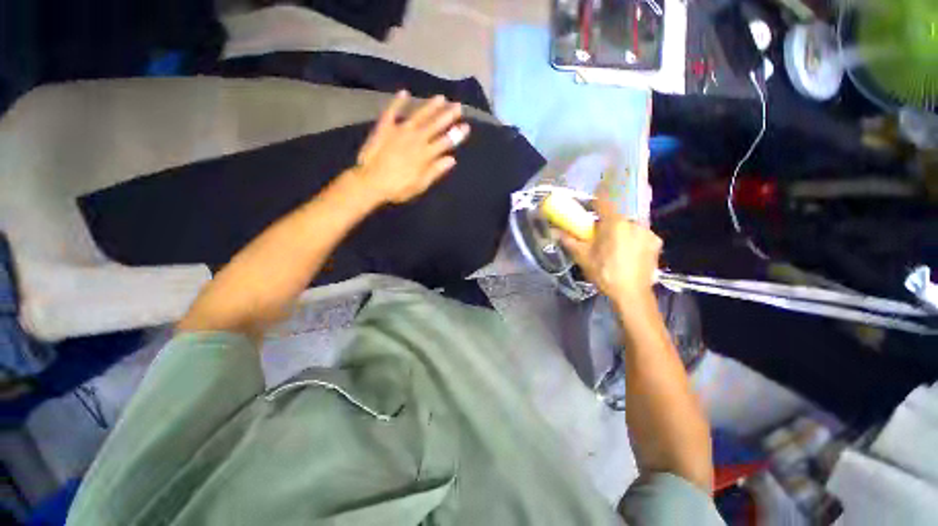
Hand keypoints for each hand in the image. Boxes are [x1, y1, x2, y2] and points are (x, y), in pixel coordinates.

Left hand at [352, 91, 469, 204]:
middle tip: (458, 105)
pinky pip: (392, 111)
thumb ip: (435, 170)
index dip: (456, 134)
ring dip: (430, 106)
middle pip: (435, 125)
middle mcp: (416, 139)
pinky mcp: (384, 128)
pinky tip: (404, 92)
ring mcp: (400, 131)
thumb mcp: (420, 184)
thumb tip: (452, 159)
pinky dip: (398, 102)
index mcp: (425, 154)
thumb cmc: (398, 188)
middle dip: (447, 115)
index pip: (445, 142)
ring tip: (441, 97)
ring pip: (418, 115)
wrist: (371, 183)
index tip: (466, 126)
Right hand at [560, 197, 661, 307]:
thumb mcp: (582, 257)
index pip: (603, 202)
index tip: (587, 210)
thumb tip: (554, 231)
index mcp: (614, 223)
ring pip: (629, 226)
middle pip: (616, 216)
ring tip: (613, 247)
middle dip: (606, 223)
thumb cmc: (604, 273)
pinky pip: (640, 235)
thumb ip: (569, 240)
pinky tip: (628, 253)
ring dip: (620, 232)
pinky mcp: (656, 243)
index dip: (594, 204)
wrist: (631, 294)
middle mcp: (634, 222)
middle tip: (598, 236)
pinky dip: (633, 239)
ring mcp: (648, 232)